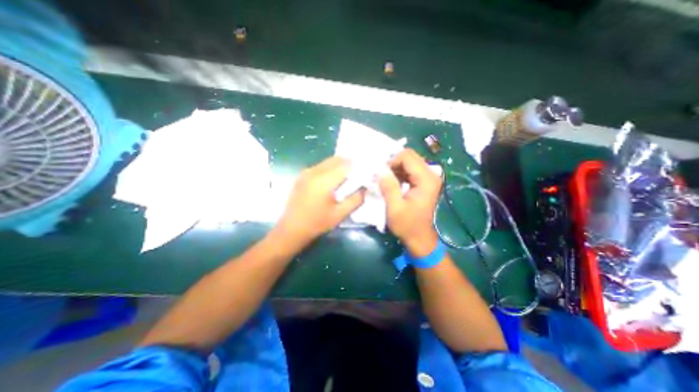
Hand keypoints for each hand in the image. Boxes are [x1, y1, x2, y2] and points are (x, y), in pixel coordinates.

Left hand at [274, 157, 365, 246]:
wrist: (291, 229)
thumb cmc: (317, 223)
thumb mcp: (340, 214)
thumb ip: (355, 199)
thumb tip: (365, 188)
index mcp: (324, 181)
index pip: (346, 165)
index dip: (358, 166)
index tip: (366, 172)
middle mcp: (314, 171)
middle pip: (336, 159)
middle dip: (349, 163)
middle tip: (358, 173)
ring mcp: (306, 172)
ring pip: (328, 161)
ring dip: (339, 165)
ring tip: (347, 177)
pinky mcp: (302, 176)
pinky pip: (320, 166)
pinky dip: (330, 169)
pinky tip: (333, 180)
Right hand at [378, 149, 440, 255]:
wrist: (421, 238)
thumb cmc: (407, 225)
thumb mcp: (394, 207)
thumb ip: (388, 186)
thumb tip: (379, 170)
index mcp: (425, 180)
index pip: (407, 156)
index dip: (391, 161)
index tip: (382, 174)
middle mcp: (431, 175)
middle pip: (410, 156)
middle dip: (393, 163)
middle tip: (383, 176)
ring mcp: (430, 178)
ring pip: (410, 162)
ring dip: (396, 168)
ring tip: (387, 181)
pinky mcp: (426, 182)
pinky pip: (411, 170)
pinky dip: (400, 173)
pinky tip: (394, 183)